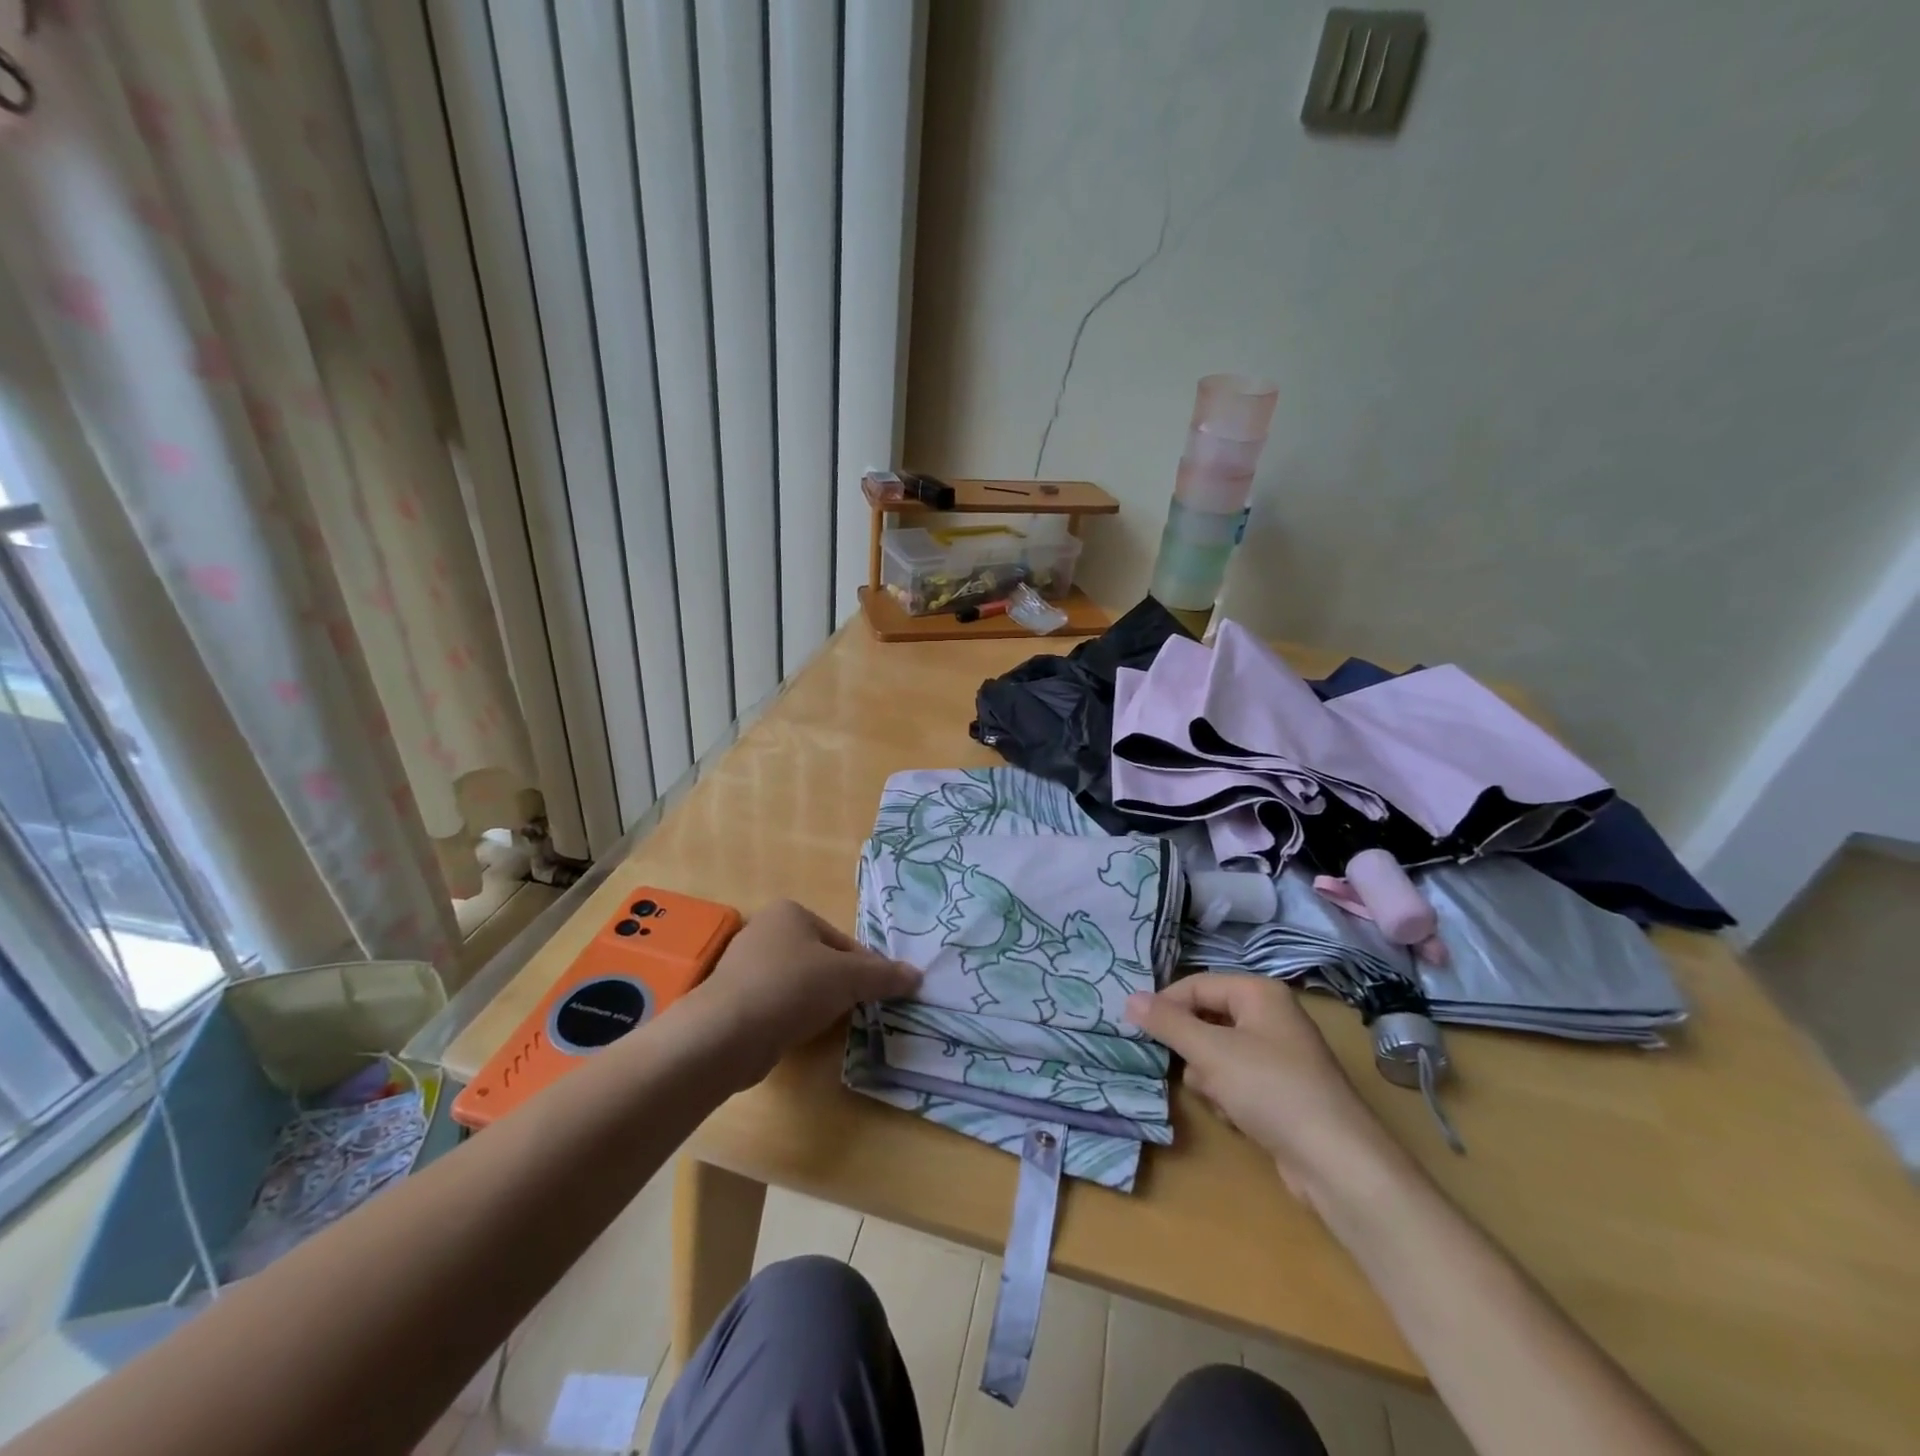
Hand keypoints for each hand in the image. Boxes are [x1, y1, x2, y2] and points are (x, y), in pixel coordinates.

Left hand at [688, 900, 919, 1086]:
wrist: (727, 1033)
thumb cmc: (792, 987)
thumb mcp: (849, 978)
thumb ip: (884, 976)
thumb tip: (917, 976)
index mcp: (791, 912)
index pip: (843, 941)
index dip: (865, 968)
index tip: (876, 994)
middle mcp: (765, 930)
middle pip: (821, 960)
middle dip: (840, 985)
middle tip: (855, 1011)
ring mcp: (745, 966)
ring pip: (799, 984)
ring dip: (816, 1003)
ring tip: (826, 1025)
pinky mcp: (734, 999)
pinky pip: (776, 1004)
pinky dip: (791, 1017)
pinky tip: (796, 1034)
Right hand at [1124, 974, 1404, 1201]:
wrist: (1337, 1163)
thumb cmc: (1271, 1090)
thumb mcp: (1211, 1052)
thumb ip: (1168, 1023)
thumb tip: (1129, 998)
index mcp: (1259, 993)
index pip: (1196, 985)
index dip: (1166, 1005)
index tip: (1138, 1030)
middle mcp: (1271, 1015)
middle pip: (1207, 1018)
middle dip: (1192, 1047)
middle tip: (1180, 1066)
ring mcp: (1279, 1054)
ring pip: (1218, 1052)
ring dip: (1208, 1076)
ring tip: (1218, 1097)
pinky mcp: (1281, 1090)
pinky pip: (1237, 1079)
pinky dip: (1228, 1095)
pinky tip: (1235, 1116)